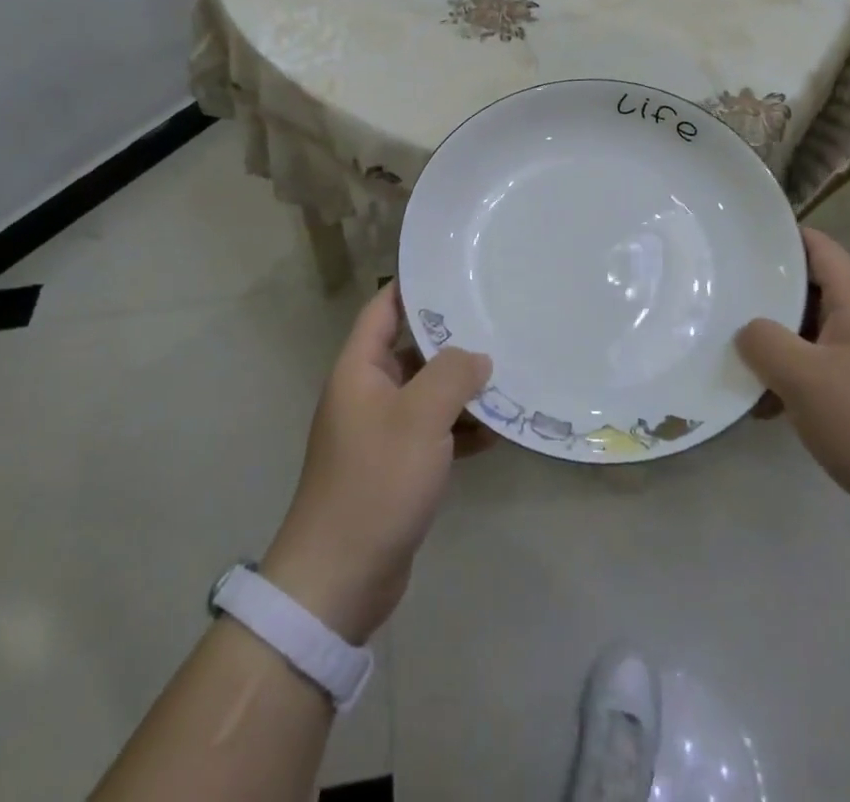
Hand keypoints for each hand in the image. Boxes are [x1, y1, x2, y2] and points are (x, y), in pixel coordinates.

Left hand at [260, 281, 491, 643]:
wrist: (340, 579)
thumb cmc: (375, 482)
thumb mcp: (420, 418)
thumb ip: (452, 375)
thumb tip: (477, 356)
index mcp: (359, 369)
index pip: (384, 308)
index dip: (415, 286)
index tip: (457, 272)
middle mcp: (367, 393)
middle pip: (411, 349)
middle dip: (453, 339)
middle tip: (499, 321)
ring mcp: (381, 432)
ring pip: (427, 393)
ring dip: (462, 388)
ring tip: (509, 373)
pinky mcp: (396, 467)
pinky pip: (433, 432)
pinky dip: (460, 428)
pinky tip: (498, 430)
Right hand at [737, 228, 849, 551]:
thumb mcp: (805, 376)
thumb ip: (764, 342)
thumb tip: (745, 331)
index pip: (816, 245)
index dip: (778, 236)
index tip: (735, 239)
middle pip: (804, 288)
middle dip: (762, 292)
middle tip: (716, 292)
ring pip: (803, 334)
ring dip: (769, 343)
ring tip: (726, 351)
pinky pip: (811, 374)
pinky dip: (784, 381)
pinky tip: (757, 406)